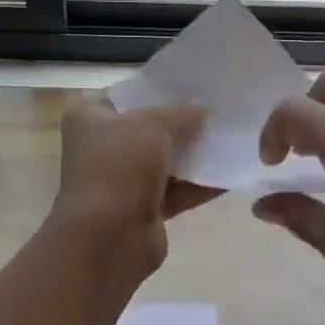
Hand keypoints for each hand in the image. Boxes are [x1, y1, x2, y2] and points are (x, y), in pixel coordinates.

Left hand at [50, 93, 218, 275]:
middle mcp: (102, 147)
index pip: (129, 95)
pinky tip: (232, 172)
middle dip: (184, 123)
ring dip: (196, 154)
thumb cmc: (120, 167)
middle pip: (150, 129)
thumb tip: (204, 108)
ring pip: (166, 161)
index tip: (196, 86)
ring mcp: (123, 181)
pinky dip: (201, 184)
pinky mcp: (143, 210)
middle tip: (222, 111)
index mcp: (90, 117)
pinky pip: (177, 191)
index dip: (161, 90)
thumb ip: (181, 113)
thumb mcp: (152, 124)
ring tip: (233, 138)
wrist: (108, 238)